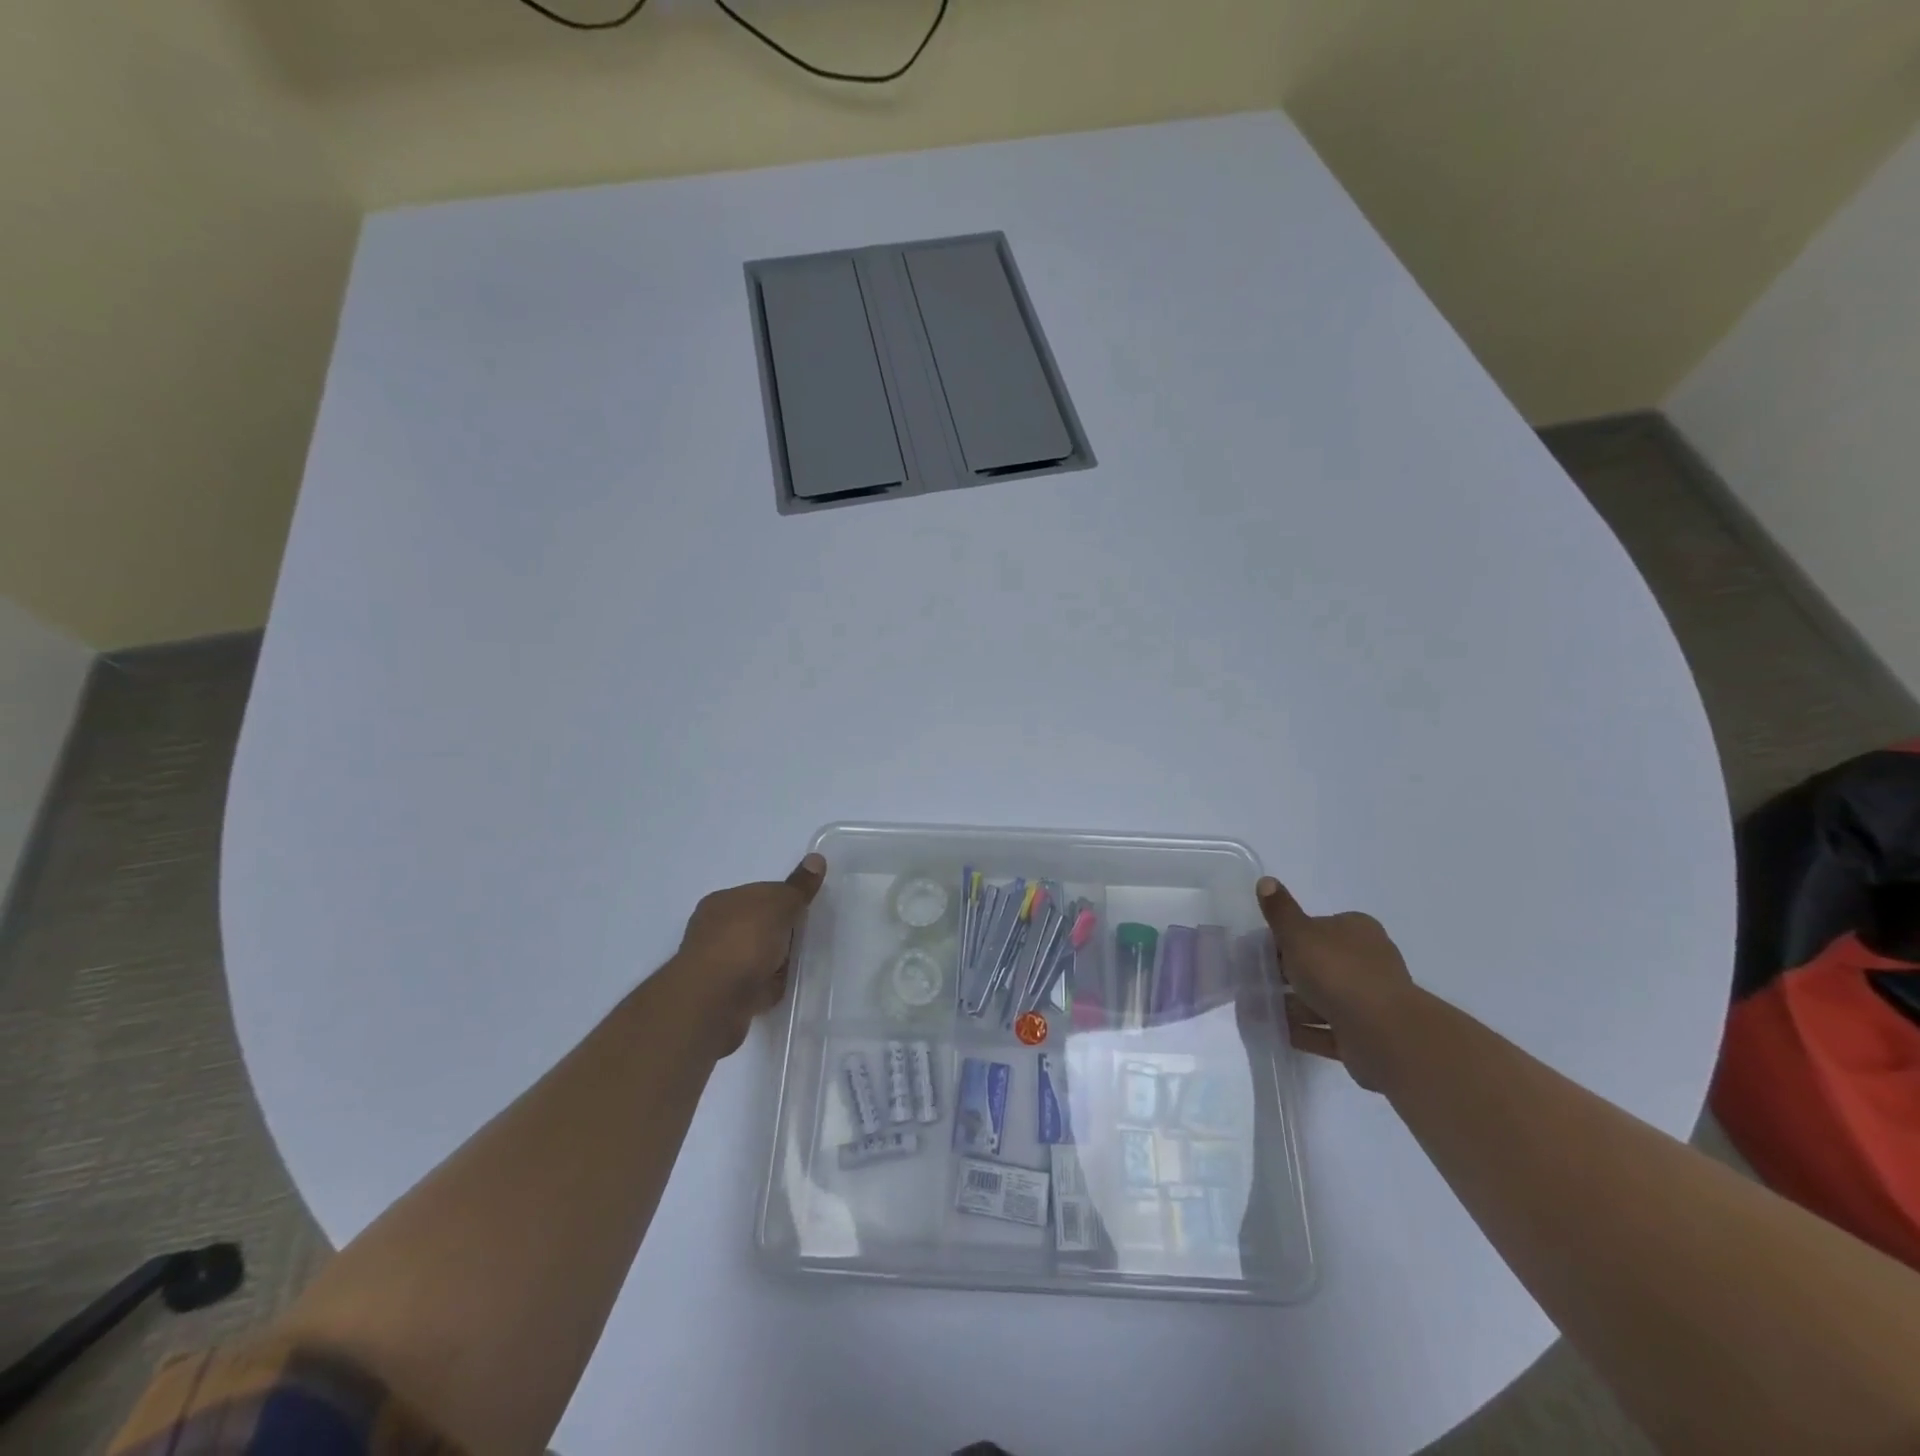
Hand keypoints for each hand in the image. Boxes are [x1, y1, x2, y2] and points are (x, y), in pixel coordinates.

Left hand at [661, 854, 825, 1055]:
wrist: (714, 1001)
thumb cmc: (744, 941)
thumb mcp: (779, 904)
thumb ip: (798, 886)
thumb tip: (816, 858)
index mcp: (722, 901)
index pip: (759, 893)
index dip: (784, 900)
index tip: (805, 910)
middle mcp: (714, 930)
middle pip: (759, 925)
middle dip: (780, 931)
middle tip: (807, 937)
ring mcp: (718, 964)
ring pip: (757, 955)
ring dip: (776, 960)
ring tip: (800, 964)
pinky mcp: (724, 995)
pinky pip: (756, 983)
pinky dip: (770, 984)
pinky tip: (785, 986)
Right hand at [1257, 876, 1417, 1090]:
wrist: (1383, 1033)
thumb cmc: (1337, 972)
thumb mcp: (1299, 934)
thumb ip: (1280, 911)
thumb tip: (1266, 880)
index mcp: (1356, 931)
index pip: (1317, 927)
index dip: (1287, 937)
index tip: (1260, 950)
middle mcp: (1367, 961)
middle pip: (1319, 962)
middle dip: (1288, 972)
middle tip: (1254, 979)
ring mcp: (1369, 1000)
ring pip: (1322, 997)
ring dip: (1292, 1004)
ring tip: (1257, 1008)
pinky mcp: (1365, 1034)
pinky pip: (1326, 1029)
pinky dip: (1304, 1029)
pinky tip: (1277, 1031)